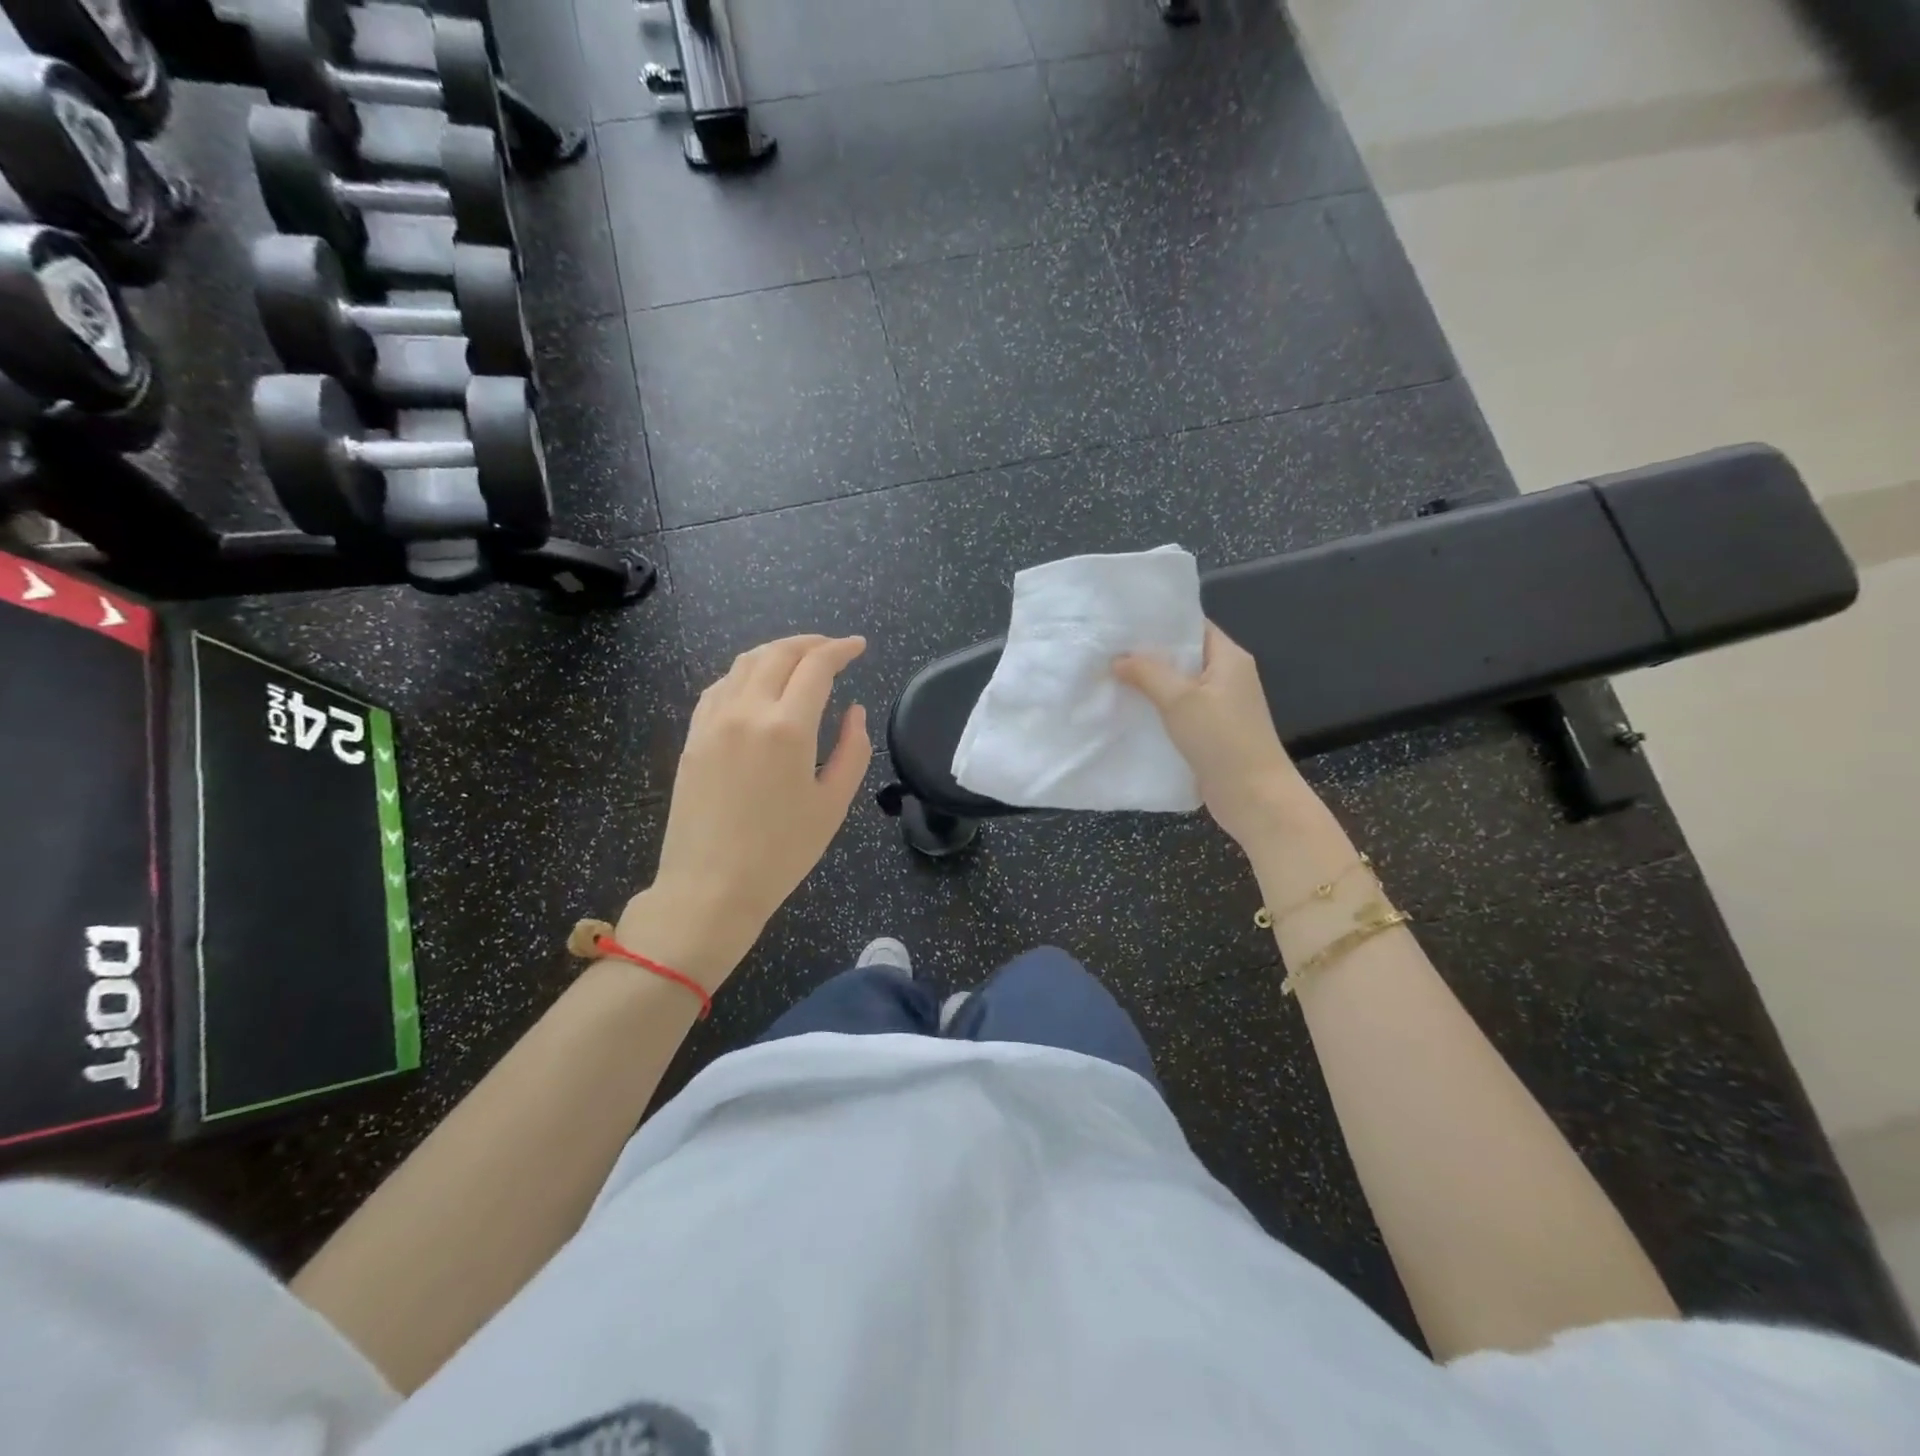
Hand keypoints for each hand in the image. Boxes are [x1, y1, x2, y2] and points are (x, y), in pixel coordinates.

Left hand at [637, 635, 871, 984]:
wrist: (710, 888)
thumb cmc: (781, 853)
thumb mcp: (833, 804)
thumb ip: (853, 749)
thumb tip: (854, 710)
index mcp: (787, 728)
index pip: (817, 666)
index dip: (841, 649)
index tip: (859, 646)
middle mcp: (747, 711)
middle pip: (778, 653)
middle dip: (810, 643)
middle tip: (833, 649)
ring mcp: (713, 721)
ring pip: (745, 663)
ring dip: (776, 652)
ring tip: (799, 659)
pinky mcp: (693, 736)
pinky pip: (720, 687)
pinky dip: (745, 673)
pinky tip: (757, 685)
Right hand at [1114, 622, 1316, 849]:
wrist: (1254, 797)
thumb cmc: (1222, 740)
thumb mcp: (1180, 700)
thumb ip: (1147, 673)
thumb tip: (1118, 658)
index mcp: (1229, 657)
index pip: (1192, 625)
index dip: (1159, 622)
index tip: (1121, 622)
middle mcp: (1227, 676)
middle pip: (1183, 655)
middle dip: (1147, 654)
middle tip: (1106, 650)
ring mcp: (1220, 705)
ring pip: (1178, 685)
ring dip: (1149, 683)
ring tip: (1109, 677)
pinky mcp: (1211, 731)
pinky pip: (1179, 710)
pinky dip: (1157, 708)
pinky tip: (1128, 710)